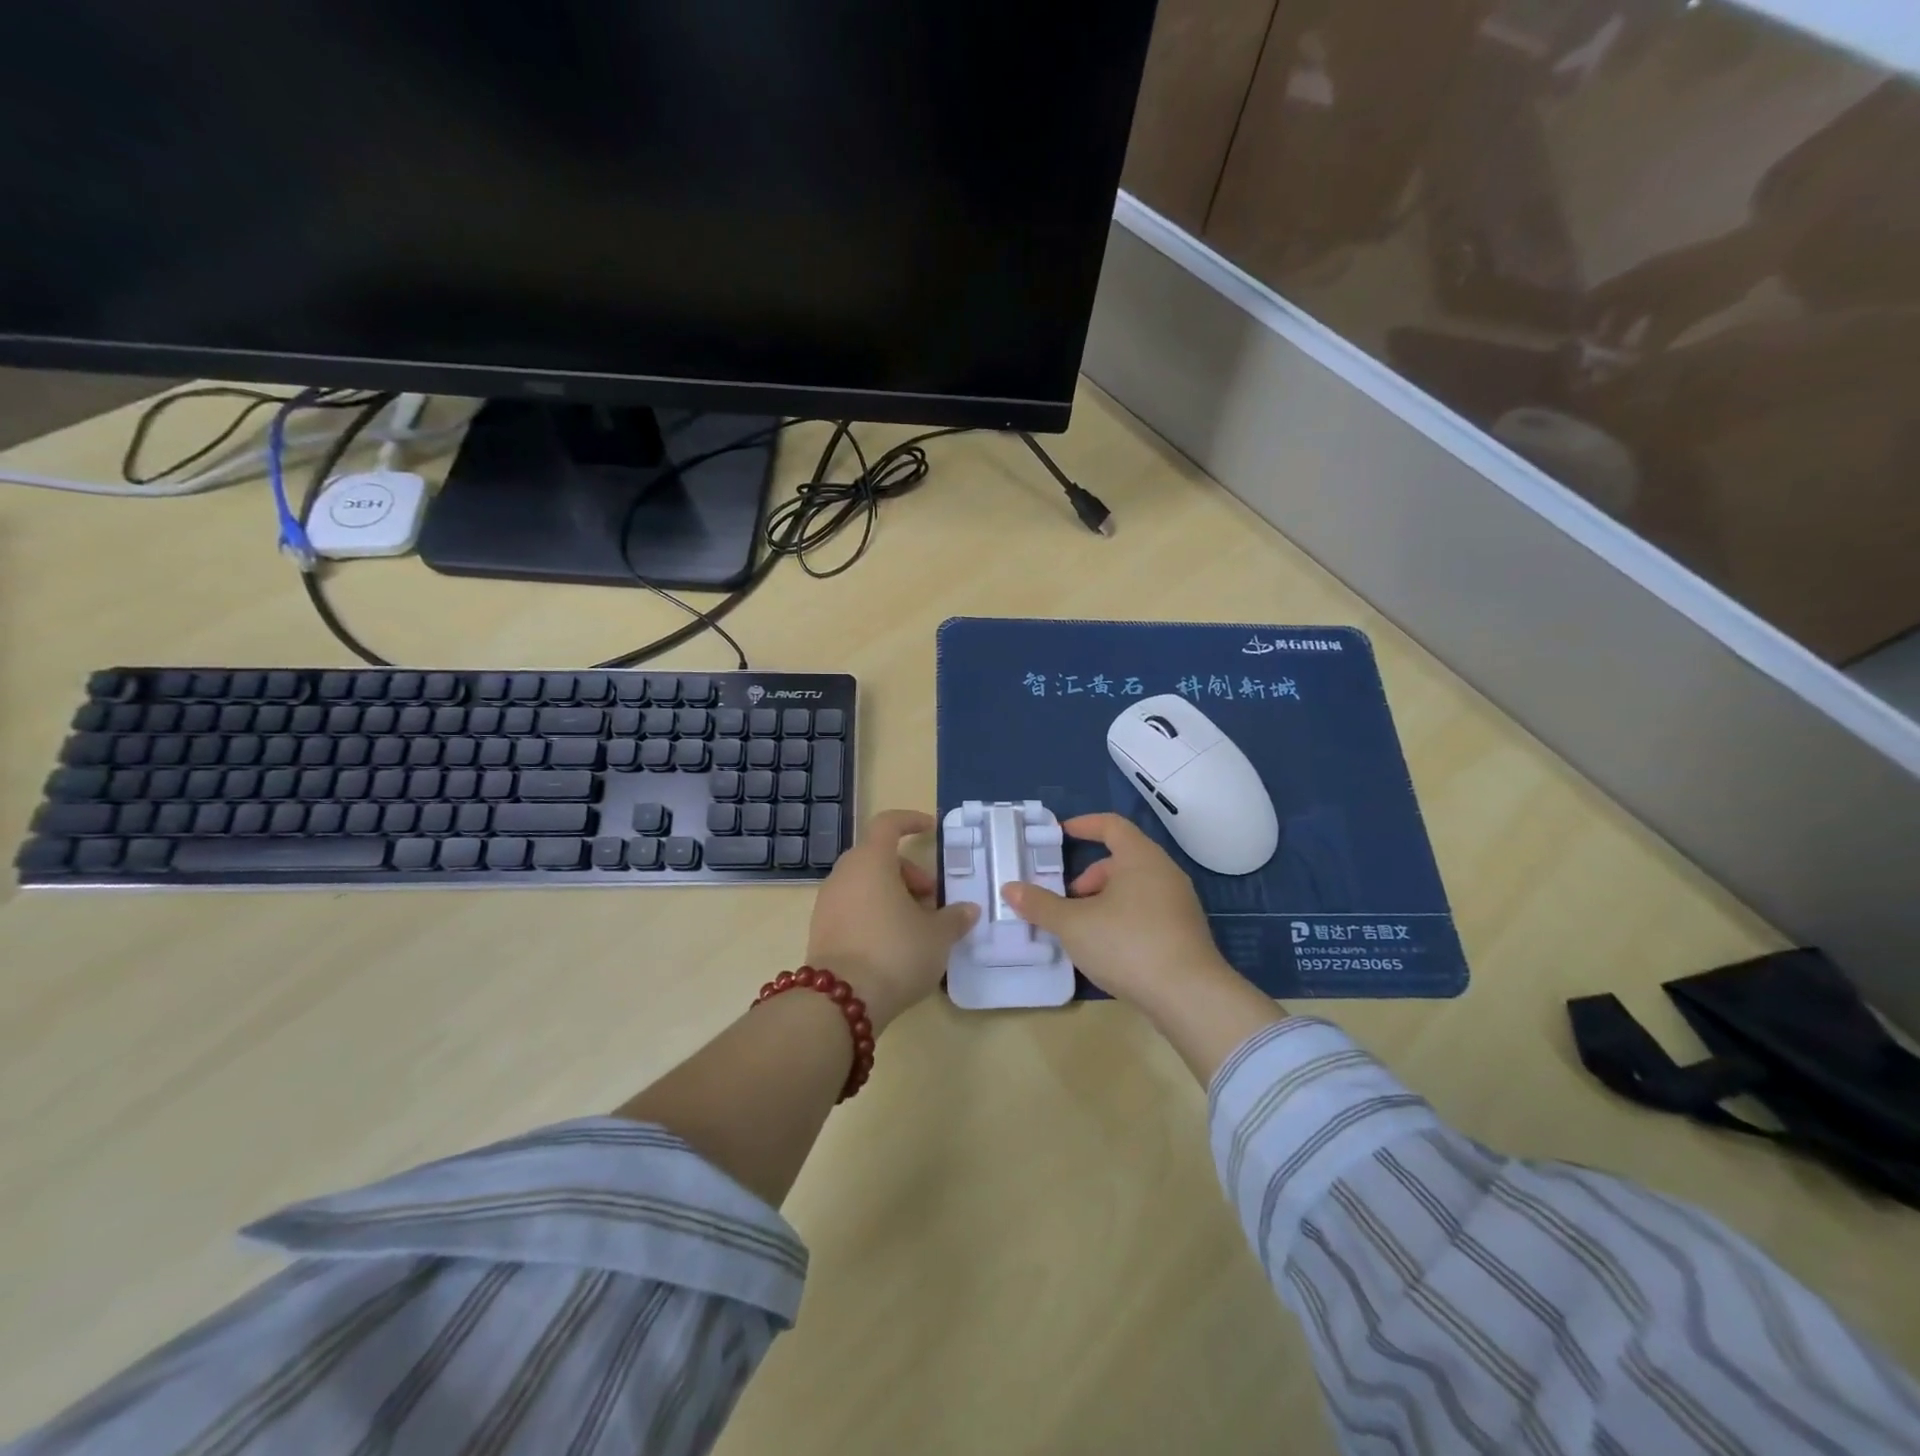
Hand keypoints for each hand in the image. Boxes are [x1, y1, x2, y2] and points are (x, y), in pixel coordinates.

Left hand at [806, 809, 977, 1031]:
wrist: (841, 1002)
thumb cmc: (895, 953)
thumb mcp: (937, 936)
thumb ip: (954, 918)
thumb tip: (968, 909)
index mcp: (871, 861)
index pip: (888, 824)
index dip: (910, 821)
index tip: (931, 829)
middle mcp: (844, 874)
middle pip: (878, 857)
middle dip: (909, 872)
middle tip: (932, 899)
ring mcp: (827, 902)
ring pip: (865, 883)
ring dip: (892, 895)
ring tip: (917, 926)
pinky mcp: (820, 930)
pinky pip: (852, 907)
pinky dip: (874, 912)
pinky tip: (894, 943)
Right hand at [1001, 813, 1231, 1013]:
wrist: (1189, 996)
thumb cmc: (1128, 944)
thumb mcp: (1074, 925)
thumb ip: (1040, 905)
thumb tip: (1009, 888)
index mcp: (1141, 858)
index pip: (1112, 826)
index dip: (1085, 825)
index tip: (1061, 833)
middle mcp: (1164, 872)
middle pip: (1122, 858)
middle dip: (1090, 875)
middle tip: (1067, 899)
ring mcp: (1179, 903)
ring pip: (1135, 887)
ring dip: (1105, 899)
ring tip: (1083, 928)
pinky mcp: (1185, 932)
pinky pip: (1148, 910)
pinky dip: (1123, 917)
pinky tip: (1108, 948)